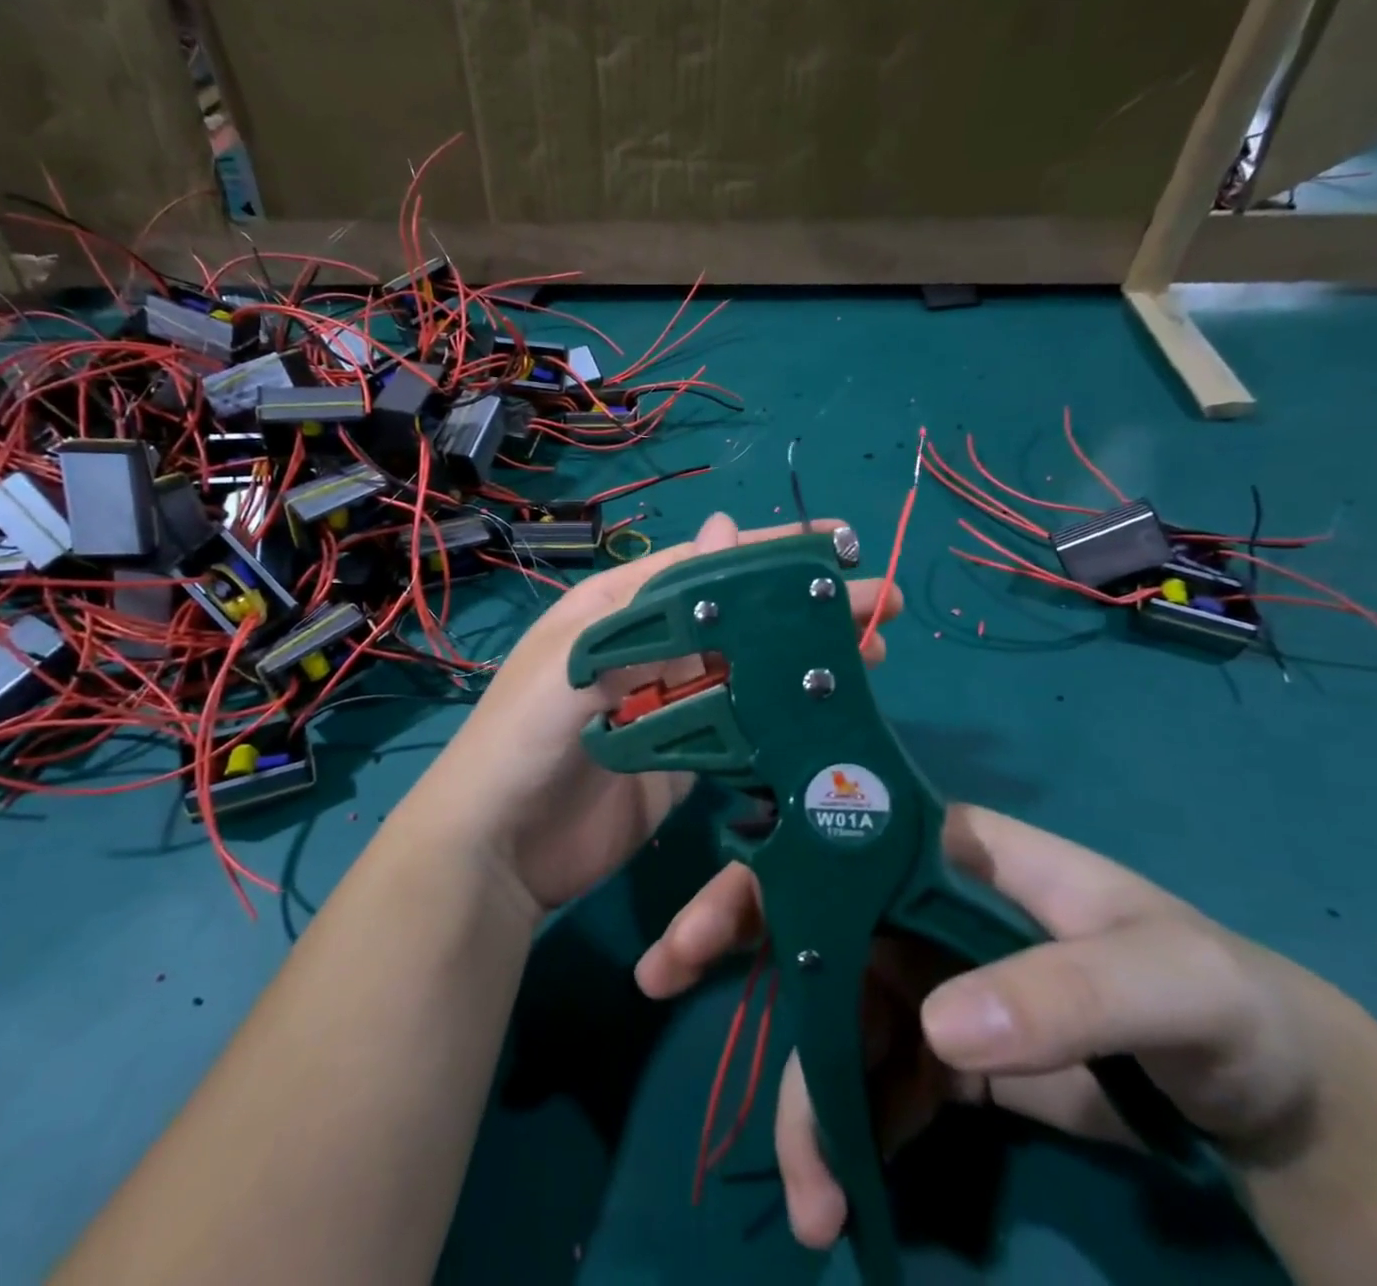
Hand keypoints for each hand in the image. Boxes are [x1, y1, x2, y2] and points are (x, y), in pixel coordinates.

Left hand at [420, 511, 900, 915]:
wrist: (494, 849)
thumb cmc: (526, 736)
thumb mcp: (580, 656)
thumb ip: (651, 602)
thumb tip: (723, 527)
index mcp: (621, 610)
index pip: (706, 568)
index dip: (770, 554)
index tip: (837, 545)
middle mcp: (650, 649)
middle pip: (739, 618)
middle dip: (805, 608)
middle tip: (881, 602)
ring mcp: (669, 707)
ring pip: (749, 670)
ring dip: (805, 660)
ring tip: (874, 651)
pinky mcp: (683, 760)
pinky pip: (741, 728)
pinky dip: (782, 716)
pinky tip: (828, 710)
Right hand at [635, 804, 1348, 1248]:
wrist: (1275, 1094)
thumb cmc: (1218, 997)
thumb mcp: (1160, 980)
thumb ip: (1060, 995)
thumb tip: (936, 1030)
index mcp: (948, 851)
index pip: (834, 836)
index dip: (763, 868)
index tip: (704, 922)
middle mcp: (920, 901)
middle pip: (812, 917)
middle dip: (738, 950)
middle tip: (663, 984)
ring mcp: (931, 976)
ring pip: (834, 1010)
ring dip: (805, 1090)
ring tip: (808, 1192)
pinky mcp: (950, 1052)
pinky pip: (876, 1075)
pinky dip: (852, 1127)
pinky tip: (846, 1186)